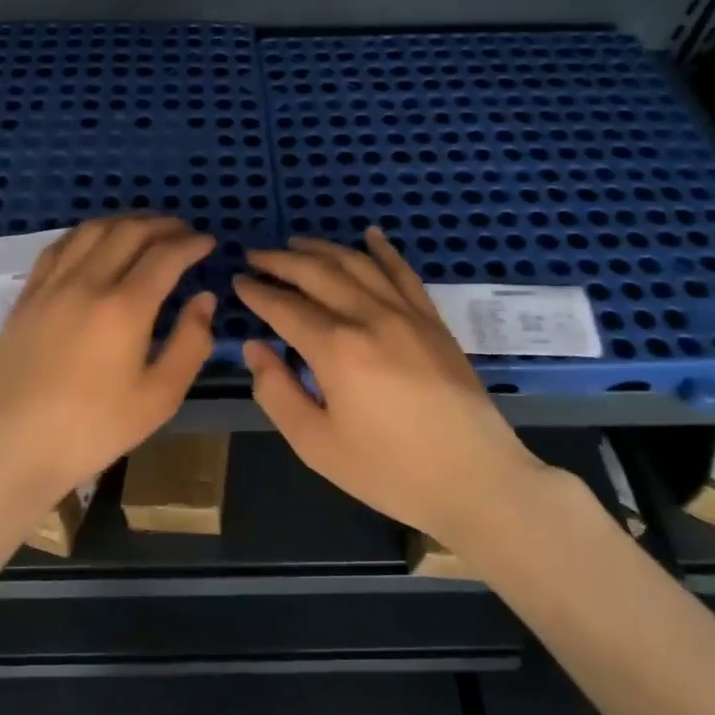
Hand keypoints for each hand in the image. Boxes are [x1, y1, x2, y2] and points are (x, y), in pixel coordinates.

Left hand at [0, 214, 215, 503]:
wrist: (14, 446)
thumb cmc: (94, 428)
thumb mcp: (160, 397)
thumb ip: (190, 343)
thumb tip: (204, 299)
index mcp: (124, 308)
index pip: (165, 256)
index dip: (191, 243)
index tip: (208, 243)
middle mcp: (87, 282)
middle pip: (129, 232)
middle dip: (163, 225)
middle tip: (183, 232)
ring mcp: (51, 285)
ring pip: (92, 230)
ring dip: (125, 222)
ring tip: (145, 229)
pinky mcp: (27, 296)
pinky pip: (59, 246)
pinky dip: (86, 234)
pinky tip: (95, 241)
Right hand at [234, 228, 547, 545]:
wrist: (476, 480)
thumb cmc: (389, 470)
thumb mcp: (315, 444)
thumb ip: (276, 391)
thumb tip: (255, 348)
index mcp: (336, 349)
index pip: (285, 307)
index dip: (257, 292)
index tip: (237, 281)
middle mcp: (370, 317)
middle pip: (317, 273)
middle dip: (281, 261)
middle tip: (256, 255)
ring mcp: (407, 314)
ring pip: (357, 264)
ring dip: (322, 248)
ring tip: (296, 242)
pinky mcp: (433, 320)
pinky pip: (403, 273)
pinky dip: (383, 250)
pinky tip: (370, 234)